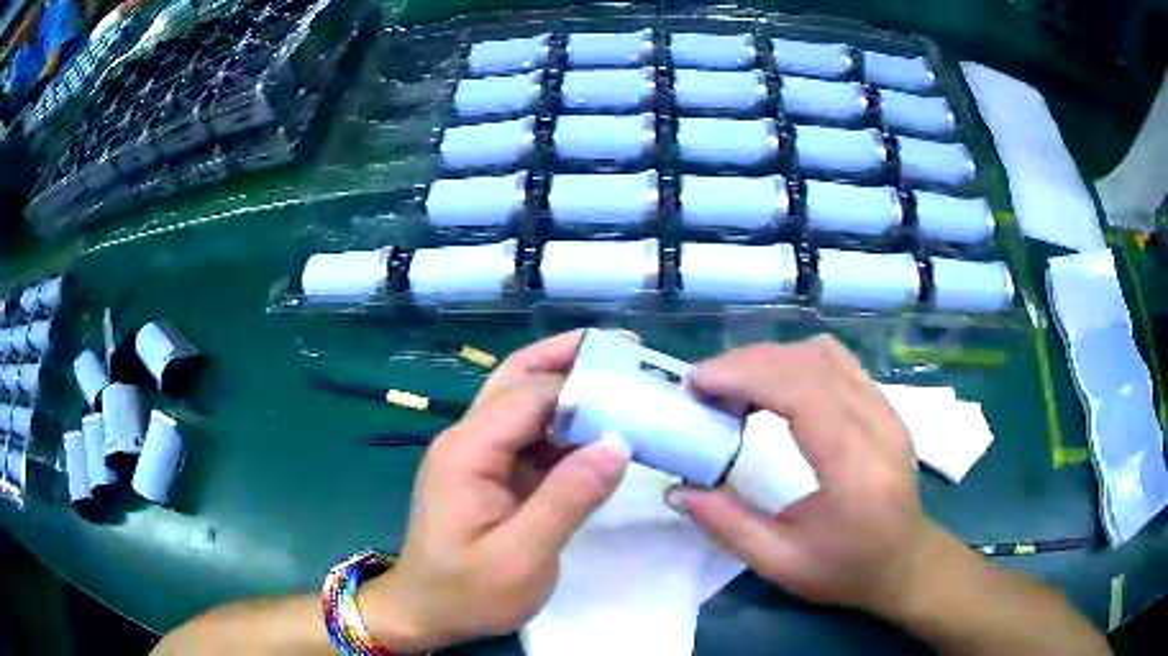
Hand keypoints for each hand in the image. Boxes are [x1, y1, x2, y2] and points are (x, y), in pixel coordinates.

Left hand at [361, 331, 629, 651]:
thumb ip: (568, 499)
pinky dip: (567, 425)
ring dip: (572, 385)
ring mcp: (479, 453)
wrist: (425, 612)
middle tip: (627, 348)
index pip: (530, 394)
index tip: (639, 386)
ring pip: (526, 400)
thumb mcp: (520, 558)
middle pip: (520, 377)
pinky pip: (531, 435)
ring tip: (624, 379)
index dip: (585, 386)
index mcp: (469, 450)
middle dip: (571, 356)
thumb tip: (619, 442)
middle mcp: (469, 438)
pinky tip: (602, 428)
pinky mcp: (491, 472)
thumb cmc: (466, 592)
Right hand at [669, 336, 936, 614]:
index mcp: (856, 468)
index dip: (746, 375)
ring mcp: (886, 409)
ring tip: (733, 386)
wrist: (905, 562)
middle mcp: (877, 425)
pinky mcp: (885, 405)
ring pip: (824, 354)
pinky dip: (796, 362)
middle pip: (810, 363)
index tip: (698, 384)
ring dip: (771, 359)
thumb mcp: (782, 564)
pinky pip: (838, 362)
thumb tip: (678, 489)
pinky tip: (773, 386)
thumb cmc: (847, 570)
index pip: (804, 393)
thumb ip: (729, 526)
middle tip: (703, 387)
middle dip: (748, 363)